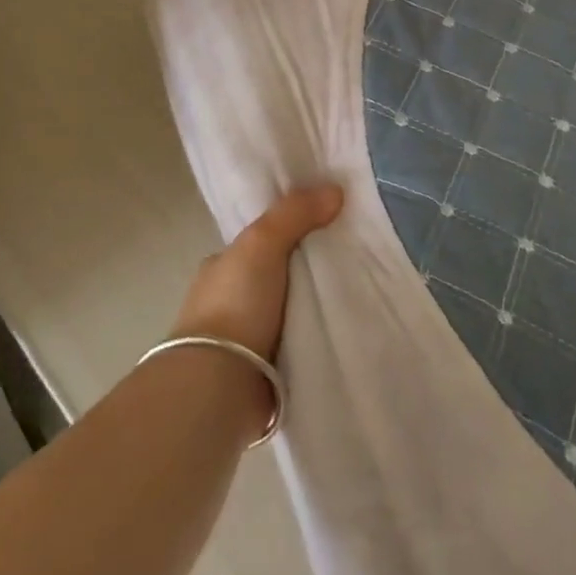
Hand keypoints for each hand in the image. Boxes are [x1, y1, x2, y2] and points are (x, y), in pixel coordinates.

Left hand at [170, 185, 343, 360]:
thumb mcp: (262, 243)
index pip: (260, 242)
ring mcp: (243, 339)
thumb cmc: (235, 304)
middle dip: (306, 273)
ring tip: (356, 300)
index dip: (290, 233)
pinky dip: (312, 339)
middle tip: (353, 264)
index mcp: (221, 267)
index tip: (328, 229)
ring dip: (311, 310)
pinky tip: (341, 335)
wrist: (219, 384)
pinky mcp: (260, 372)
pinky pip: (294, 345)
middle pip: (277, 277)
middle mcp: (228, 300)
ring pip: (286, 312)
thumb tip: (334, 190)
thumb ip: (294, 214)